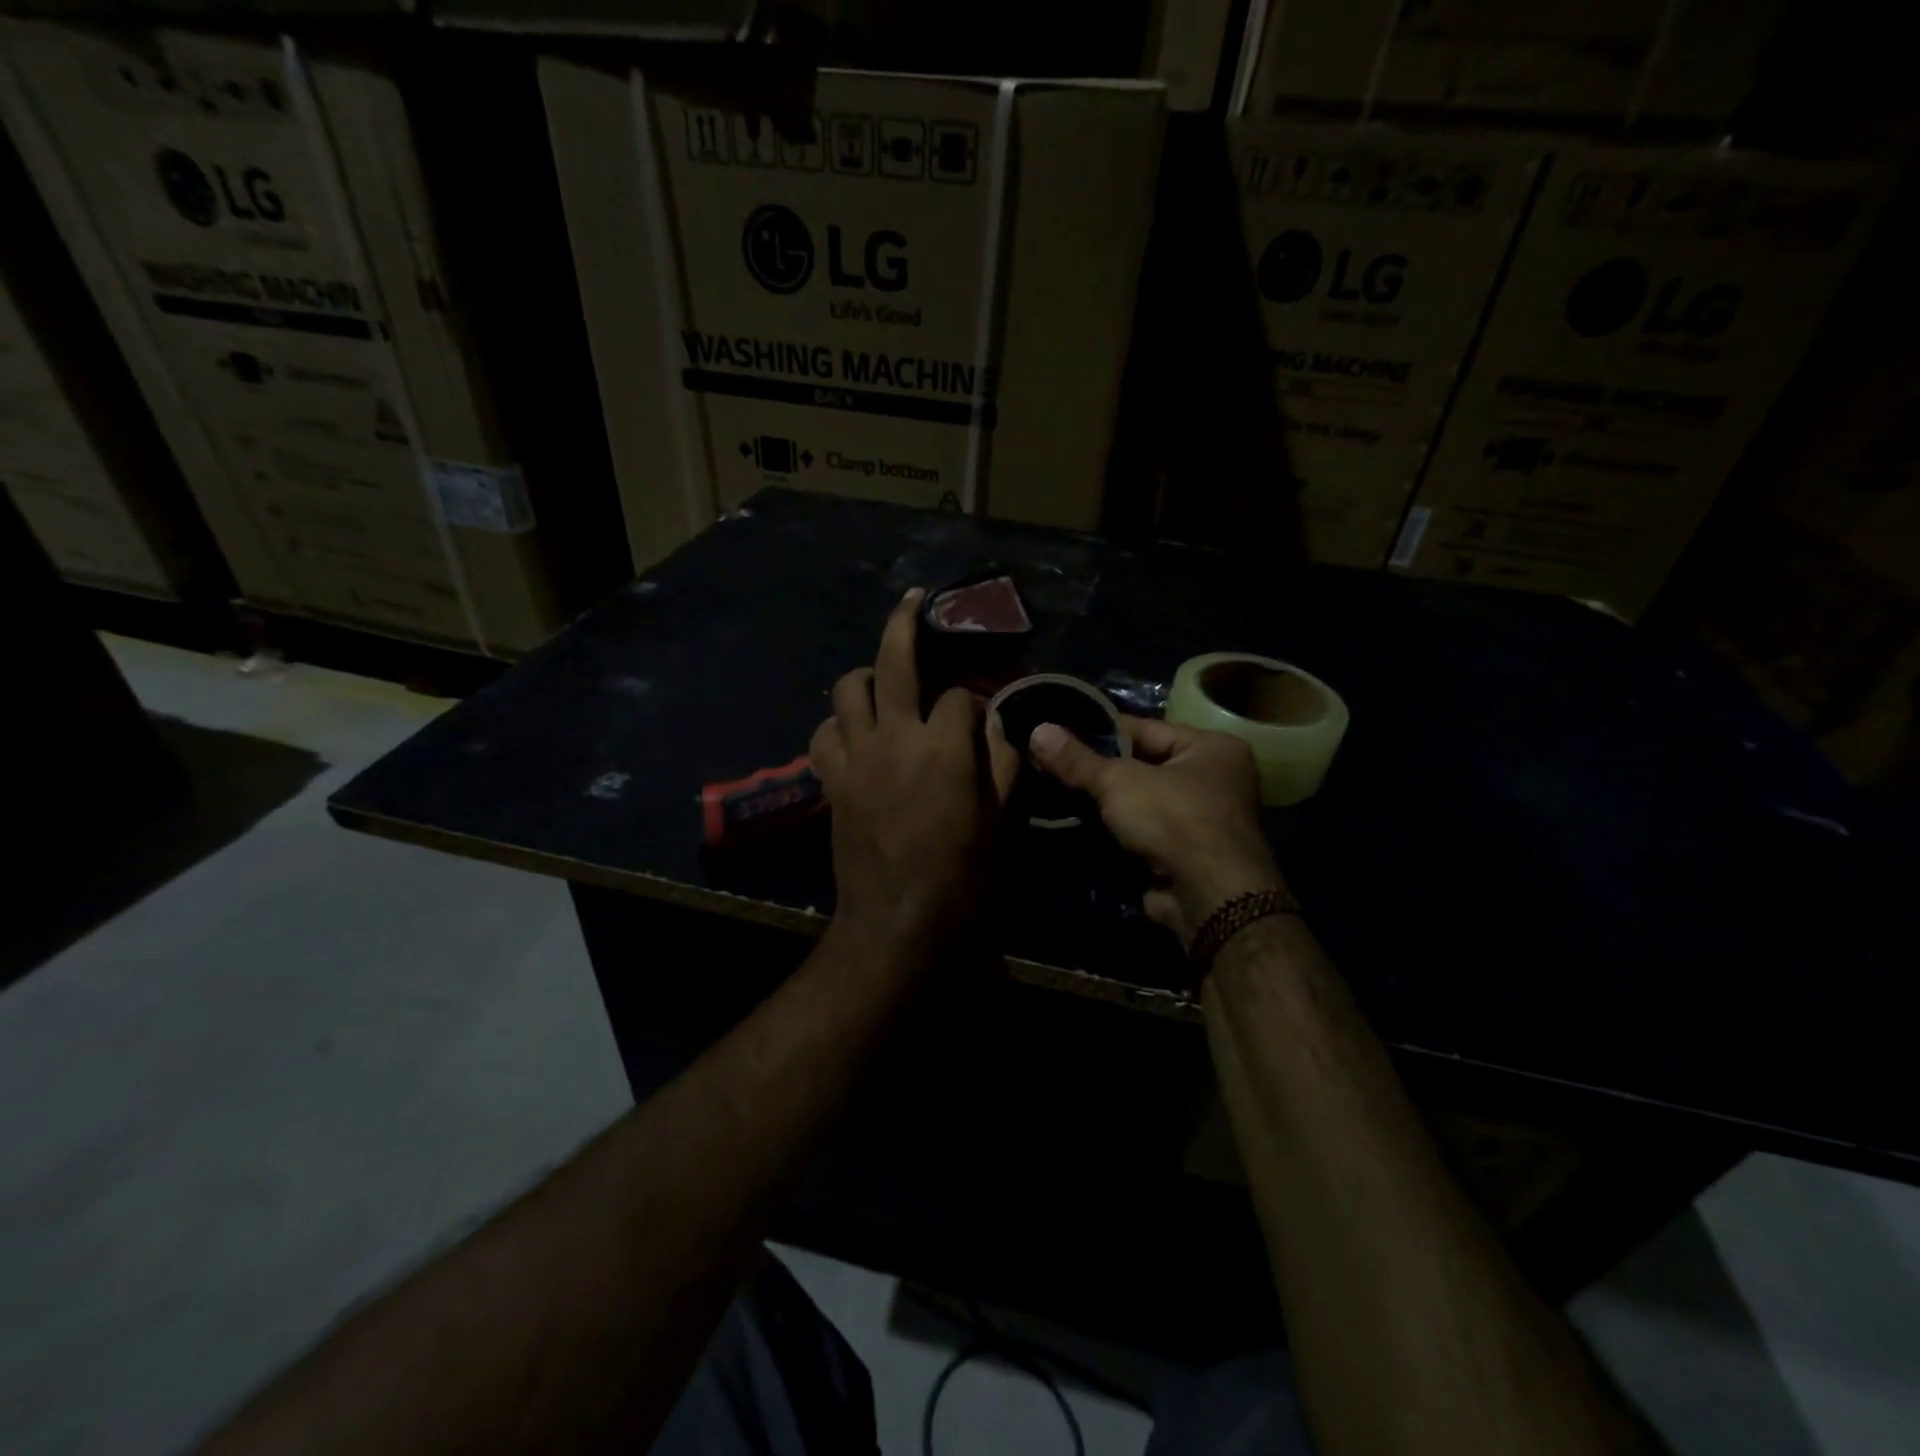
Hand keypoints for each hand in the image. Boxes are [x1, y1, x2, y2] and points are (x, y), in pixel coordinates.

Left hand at [810, 590, 1018, 958]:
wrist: (897, 921)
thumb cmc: (959, 875)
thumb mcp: (998, 819)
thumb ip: (1003, 761)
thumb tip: (999, 723)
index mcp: (944, 747)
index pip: (961, 695)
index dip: (976, 698)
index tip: (983, 711)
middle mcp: (895, 736)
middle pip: (895, 660)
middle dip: (906, 623)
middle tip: (913, 601)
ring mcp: (856, 755)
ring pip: (847, 688)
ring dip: (867, 677)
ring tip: (882, 684)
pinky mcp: (831, 779)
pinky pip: (824, 732)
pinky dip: (838, 724)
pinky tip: (854, 734)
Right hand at [1029, 717, 1282, 946]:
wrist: (1209, 900)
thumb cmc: (1173, 821)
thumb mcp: (1118, 782)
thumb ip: (1077, 760)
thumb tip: (1037, 729)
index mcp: (1211, 747)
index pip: (1143, 729)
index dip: (1097, 731)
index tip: (1056, 732)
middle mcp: (1213, 778)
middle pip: (1140, 765)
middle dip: (1096, 769)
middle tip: (1047, 762)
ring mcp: (1201, 819)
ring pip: (1138, 801)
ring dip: (1101, 802)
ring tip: (1052, 789)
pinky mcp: (1185, 854)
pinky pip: (1141, 830)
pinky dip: (1113, 829)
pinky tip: (1074, 822)